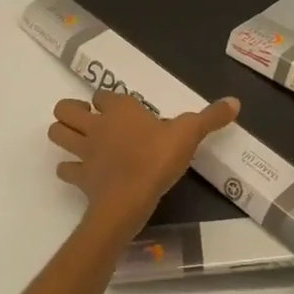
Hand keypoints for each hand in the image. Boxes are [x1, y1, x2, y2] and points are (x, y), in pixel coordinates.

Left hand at [48, 90, 240, 233]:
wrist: (130, 198)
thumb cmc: (158, 158)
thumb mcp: (190, 134)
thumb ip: (210, 118)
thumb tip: (235, 101)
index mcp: (120, 109)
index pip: (102, 95)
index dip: (106, 100)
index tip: (119, 109)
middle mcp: (96, 125)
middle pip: (65, 109)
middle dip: (71, 112)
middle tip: (89, 122)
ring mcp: (83, 151)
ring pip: (57, 134)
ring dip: (63, 135)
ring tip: (79, 142)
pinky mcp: (79, 177)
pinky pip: (65, 170)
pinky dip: (69, 170)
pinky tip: (83, 174)